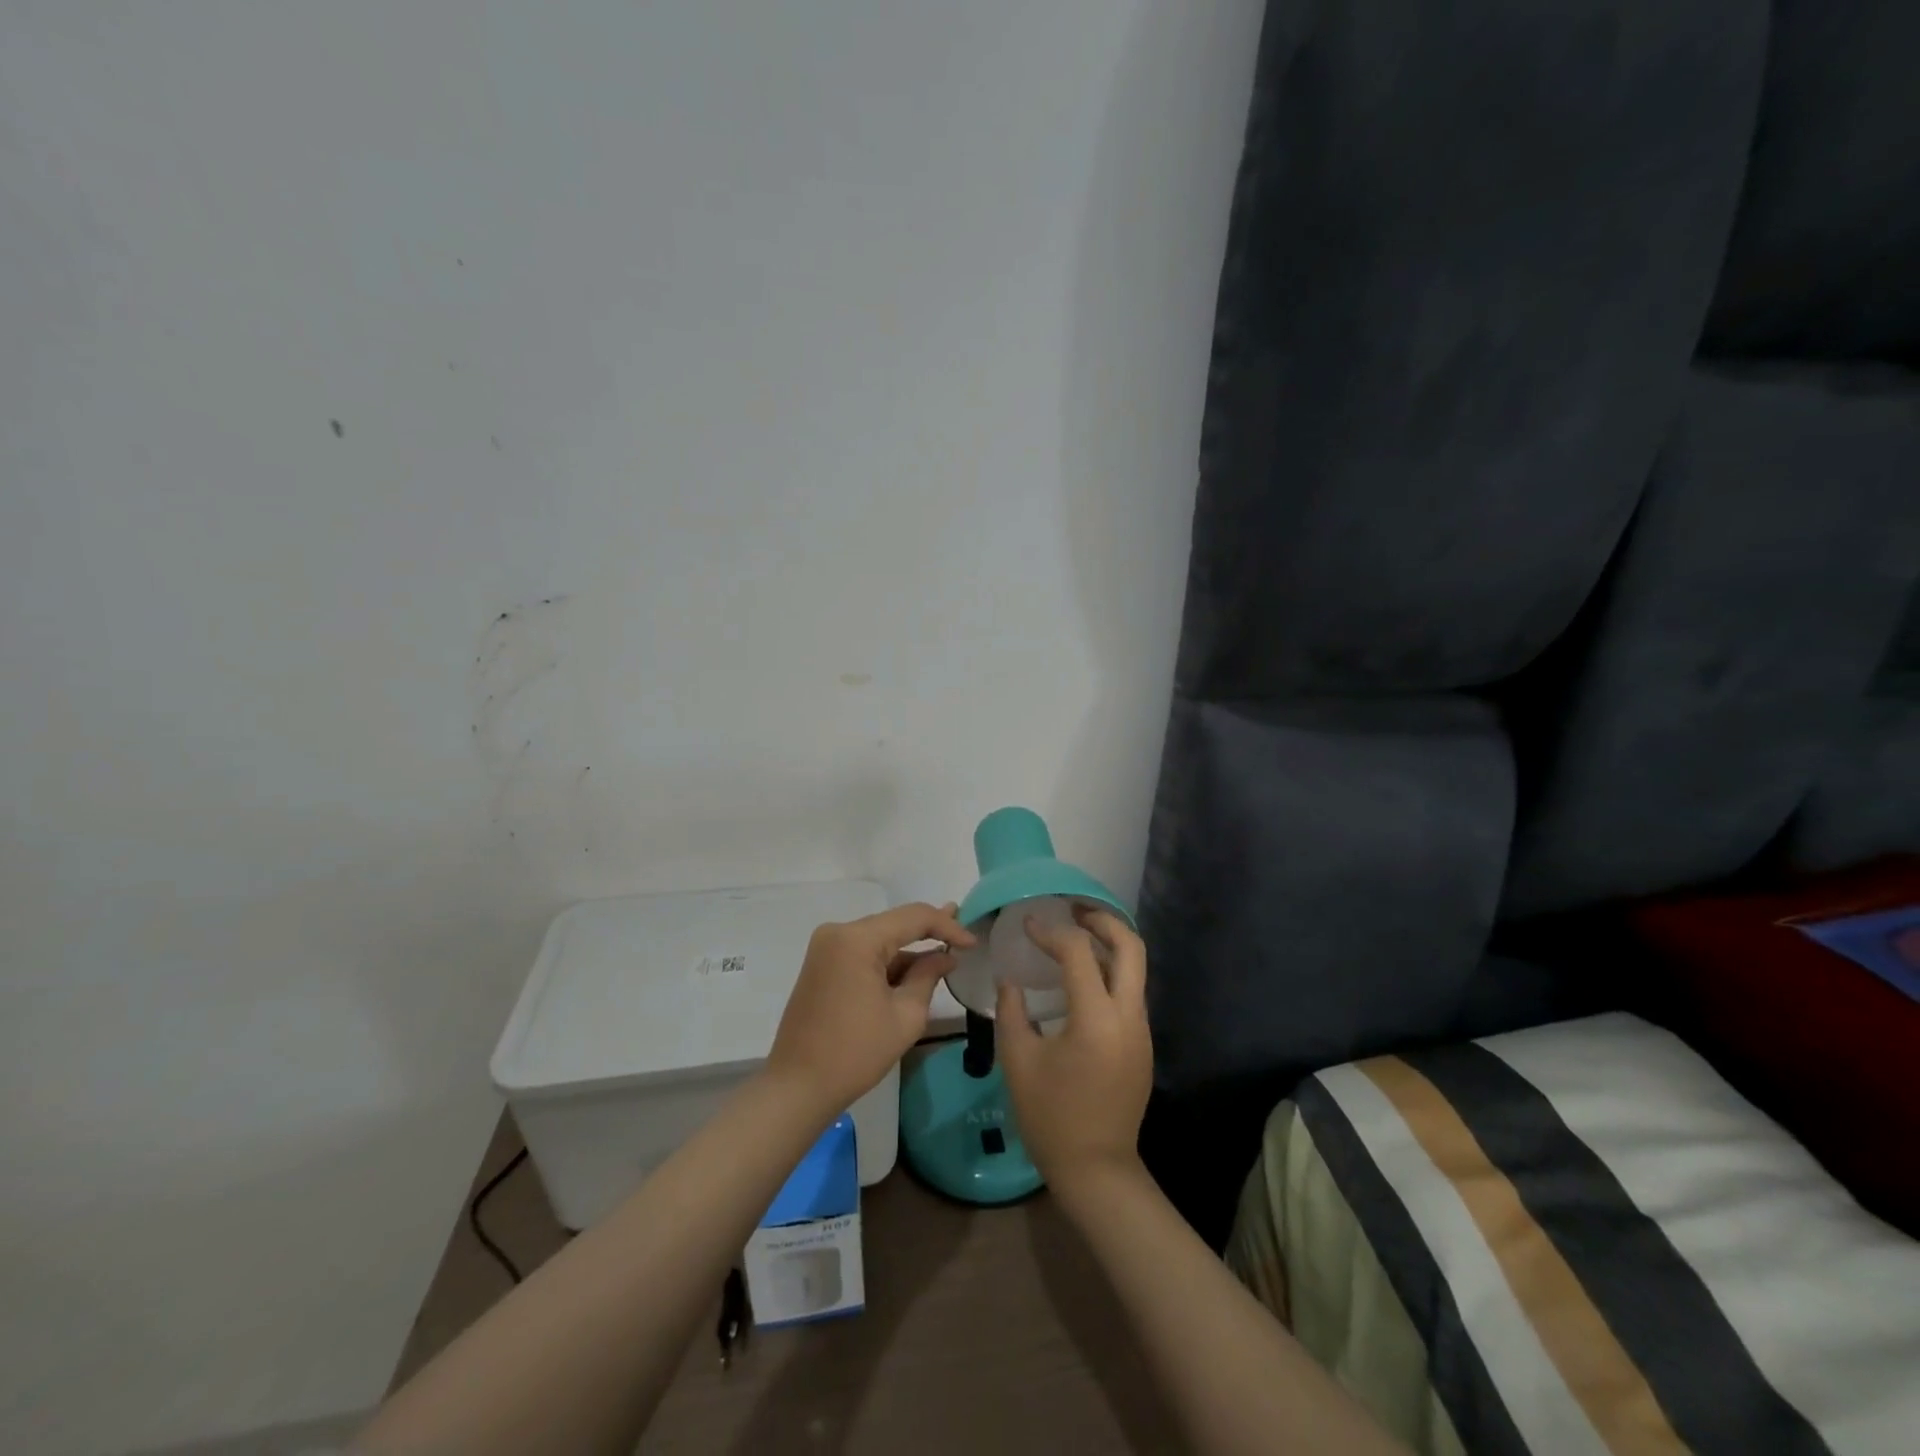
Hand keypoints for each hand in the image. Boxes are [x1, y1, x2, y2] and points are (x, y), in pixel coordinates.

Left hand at [765, 902, 976, 1118]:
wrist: (798, 1087)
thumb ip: (928, 976)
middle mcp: (838, 932)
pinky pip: (863, 953)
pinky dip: (888, 961)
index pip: (913, 917)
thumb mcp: (905, 1015)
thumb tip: (945, 957)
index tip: (973, 942)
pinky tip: (913, 969)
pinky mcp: (822, 964)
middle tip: (963, 934)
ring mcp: (826, 948)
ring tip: (944, 951)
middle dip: (929, 931)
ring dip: (909, 948)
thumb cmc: (856, 1052)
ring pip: (879, 938)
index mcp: (857, 939)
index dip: (947, 926)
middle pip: (894, 923)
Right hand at [997, 907, 1151, 1194]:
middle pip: (1131, 947)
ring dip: (1110, 944)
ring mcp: (1141, 1031)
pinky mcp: (1142, 1044)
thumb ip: (1012, 1011)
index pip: (1079, 953)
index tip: (1028, 926)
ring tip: (1076, 934)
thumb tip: (1012, 980)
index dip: (1051, 933)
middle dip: (1103, 920)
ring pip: (1135, 969)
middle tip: (1072, 910)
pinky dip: (1111, 971)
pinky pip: (1130, 992)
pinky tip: (1083, 976)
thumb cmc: (1050, 1117)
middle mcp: (1128, 1017)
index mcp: (1096, 1019)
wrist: (1097, 1170)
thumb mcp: (1018, 1060)